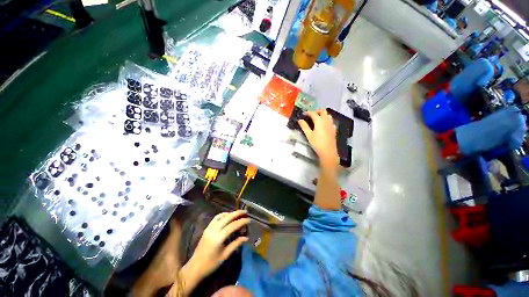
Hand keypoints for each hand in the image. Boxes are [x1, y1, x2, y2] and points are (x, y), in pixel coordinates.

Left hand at [183, 211, 248, 281]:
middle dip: (235, 214)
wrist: (197, 265)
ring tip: (237, 214)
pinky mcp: (205, 230)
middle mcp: (212, 231)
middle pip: (225, 218)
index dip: (241, 222)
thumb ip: (235, 244)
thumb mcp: (225, 255)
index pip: (232, 226)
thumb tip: (245, 238)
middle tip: (245, 212)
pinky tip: (227, 218)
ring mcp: (208, 229)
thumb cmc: (212, 263)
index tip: (249, 219)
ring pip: (219, 217)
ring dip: (228, 214)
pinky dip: (222, 216)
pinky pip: (214, 220)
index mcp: (218, 238)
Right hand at [298, 109, 339, 167]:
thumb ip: (304, 126)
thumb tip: (300, 120)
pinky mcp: (334, 129)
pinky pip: (331, 121)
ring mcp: (331, 124)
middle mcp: (326, 121)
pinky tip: (325, 125)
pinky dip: (327, 120)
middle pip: (322, 111)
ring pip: (328, 115)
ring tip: (318, 118)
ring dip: (323, 114)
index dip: (308, 112)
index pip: (313, 113)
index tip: (304, 114)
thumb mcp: (309, 135)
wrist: (328, 151)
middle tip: (312, 115)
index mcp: (319, 121)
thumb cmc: (317, 143)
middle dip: (317, 111)